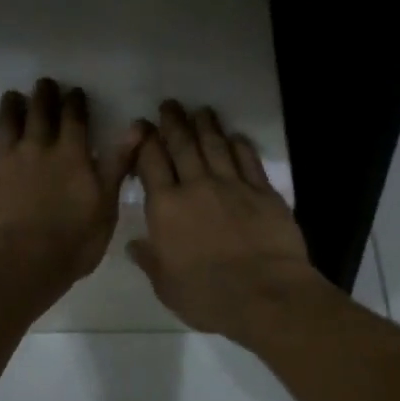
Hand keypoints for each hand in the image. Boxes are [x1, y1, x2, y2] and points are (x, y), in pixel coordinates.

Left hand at [0, 79, 139, 299]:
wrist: (17, 265)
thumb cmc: (71, 243)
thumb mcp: (107, 206)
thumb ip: (118, 164)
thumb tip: (137, 126)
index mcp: (71, 154)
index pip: (74, 118)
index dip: (75, 102)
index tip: (75, 92)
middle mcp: (35, 147)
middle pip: (39, 111)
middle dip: (43, 95)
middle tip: (44, 84)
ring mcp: (1, 159)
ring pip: (5, 121)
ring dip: (11, 106)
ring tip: (13, 97)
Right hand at [128, 101, 330, 344]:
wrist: (265, 294)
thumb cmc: (208, 296)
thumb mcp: (167, 286)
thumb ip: (150, 261)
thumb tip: (134, 244)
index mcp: (166, 207)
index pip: (151, 163)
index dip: (145, 141)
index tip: (142, 126)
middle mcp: (196, 187)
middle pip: (182, 145)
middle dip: (174, 123)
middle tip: (170, 104)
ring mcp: (232, 185)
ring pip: (215, 145)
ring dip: (206, 125)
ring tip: (201, 111)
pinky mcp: (263, 191)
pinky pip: (248, 160)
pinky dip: (240, 145)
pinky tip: (235, 136)